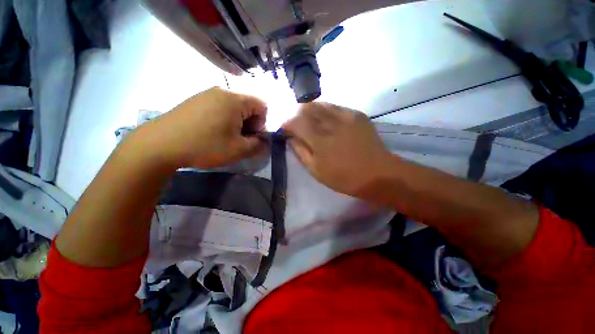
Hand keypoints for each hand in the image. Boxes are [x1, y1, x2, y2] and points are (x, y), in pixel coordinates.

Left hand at [132, 87, 267, 168]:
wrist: (159, 145)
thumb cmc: (205, 145)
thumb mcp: (239, 150)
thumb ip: (259, 145)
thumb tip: (265, 142)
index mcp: (235, 99)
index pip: (263, 106)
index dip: (262, 124)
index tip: (251, 137)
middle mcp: (222, 91)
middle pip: (249, 106)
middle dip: (250, 124)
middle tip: (239, 140)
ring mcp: (207, 93)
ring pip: (235, 108)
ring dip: (237, 123)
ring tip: (225, 137)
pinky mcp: (196, 100)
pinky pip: (220, 107)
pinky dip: (224, 120)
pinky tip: (212, 132)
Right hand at [283, 102, 392, 196]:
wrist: (378, 174)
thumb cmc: (344, 177)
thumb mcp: (316, 171)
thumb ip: (301, 152)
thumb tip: (291, 138)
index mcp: (319, 139)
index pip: (295, 121)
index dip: (286, 123)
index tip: (284, 129)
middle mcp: (331, 122)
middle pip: (306, 108)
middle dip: (297, 114)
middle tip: (296, 124)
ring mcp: (345, 115)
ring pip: (320, 104)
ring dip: (310, 110)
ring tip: (310, 121)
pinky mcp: (356, 114)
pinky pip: (335, 107)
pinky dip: (325, 111)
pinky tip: (327, 121)